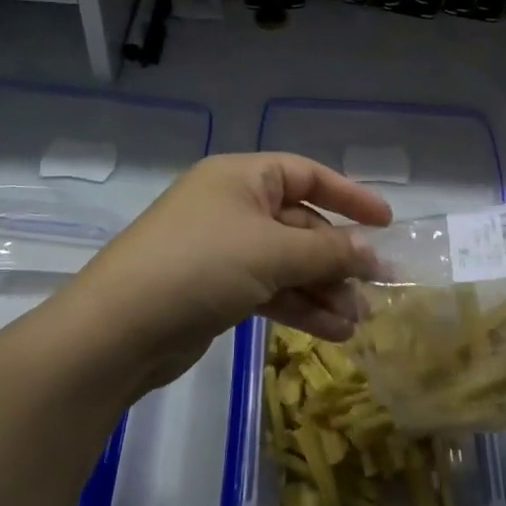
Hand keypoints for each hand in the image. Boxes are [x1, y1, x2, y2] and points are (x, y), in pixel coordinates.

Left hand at [60, 153, 391, 394]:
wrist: (118, 330)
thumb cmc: (200, 266)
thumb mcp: (272, 252)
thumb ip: (329, 252)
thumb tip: (373, 253)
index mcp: (241, 178)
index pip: (307, 175)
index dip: (349, 196)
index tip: (386, 221)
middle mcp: (233, 207)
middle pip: (300, 225)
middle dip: (338, 258)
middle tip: (376, 286)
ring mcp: (223, 250)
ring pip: (288, 263)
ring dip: (324, 289)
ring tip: (357, 320)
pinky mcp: (216, 290)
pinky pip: (270, 290)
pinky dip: (299, 307)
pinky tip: (332, 331)